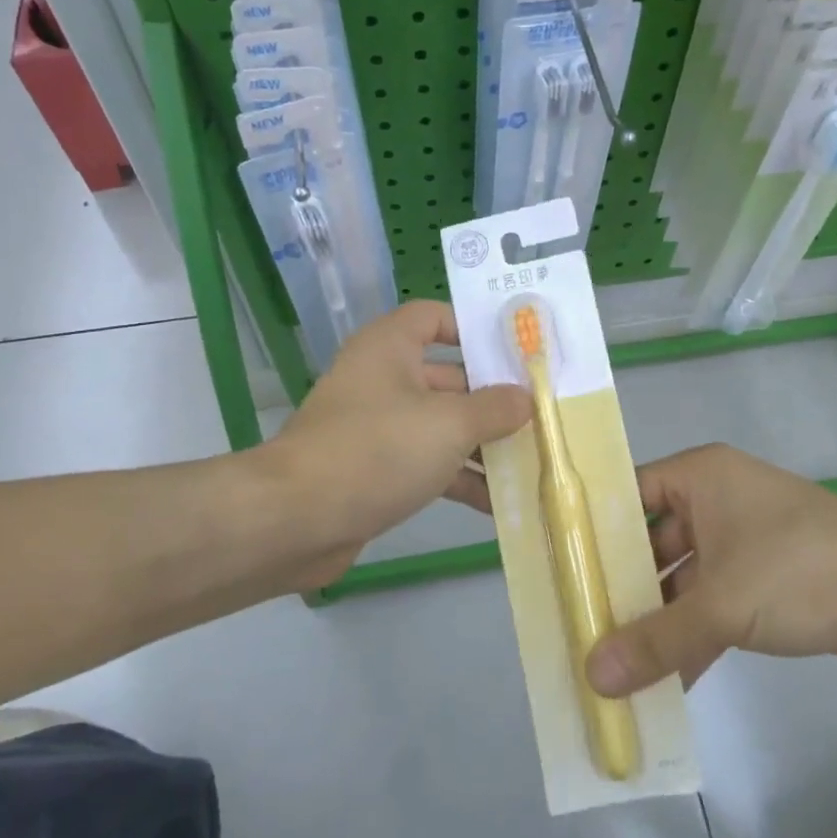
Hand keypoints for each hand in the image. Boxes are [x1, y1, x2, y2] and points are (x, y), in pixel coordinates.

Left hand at [263, 302, 532, 585]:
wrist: (295, 521)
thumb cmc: (377, 450)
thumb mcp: (449, 424)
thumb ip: (495, 408)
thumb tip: (526, 399)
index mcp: (390, 347)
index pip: (435, 317)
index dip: (474, 328)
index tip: (517, 351)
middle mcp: (382, 378)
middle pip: (448, 376)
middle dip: (493, 398)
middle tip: (541, 413)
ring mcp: (378, 426)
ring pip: (441, 425)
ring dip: (482, 444)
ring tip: (532, 462)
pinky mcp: (376, 469)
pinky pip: (428, 463)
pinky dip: (459, 477)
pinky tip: (498, 504)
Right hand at [585, 444, 836, 696]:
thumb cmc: (799, 568)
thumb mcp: (720, 605)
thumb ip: (655, 640)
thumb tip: (592, 677)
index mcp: (698, 477)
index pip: (627, 493)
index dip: (591, 529)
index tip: (556, 568)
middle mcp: (713, 500)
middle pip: (651, 541)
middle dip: (620, 585)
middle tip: (576, 623)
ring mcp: (739, 540)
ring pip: (681, 578)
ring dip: (656, 619)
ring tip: (610, 660)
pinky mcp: (763, 578)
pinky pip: (712, 603)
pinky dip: (693, 636)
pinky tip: (664, 682)